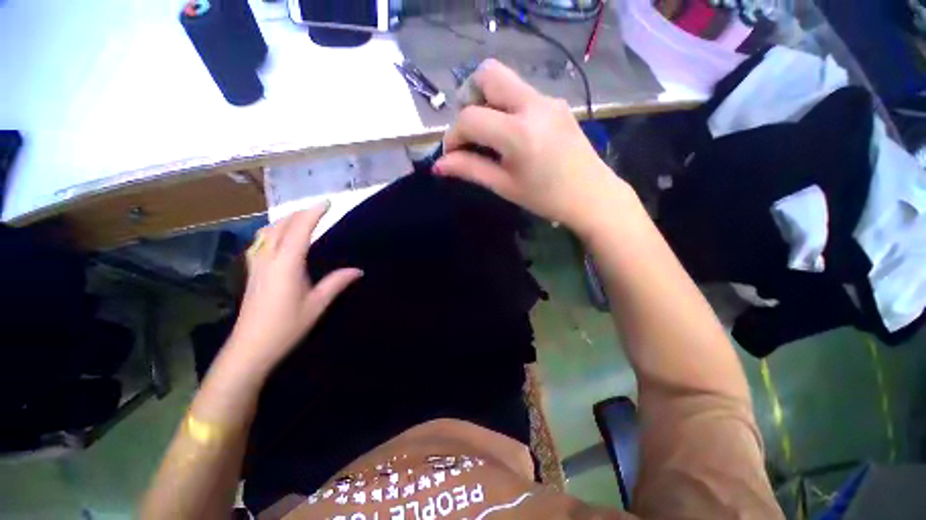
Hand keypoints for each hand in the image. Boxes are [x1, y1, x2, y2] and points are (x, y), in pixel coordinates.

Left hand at [225, 204, 362, 376]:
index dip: (313, 214)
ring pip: (267, 232)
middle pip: (281, 226)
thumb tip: (358, 270)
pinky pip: (260, 242)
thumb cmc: (287, 326)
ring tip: (300, 218)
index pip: (300, 230)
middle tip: (318, 209)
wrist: (251, 347)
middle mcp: (268, 258)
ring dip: (284, 220)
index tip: (327, 203)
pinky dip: (272, 231)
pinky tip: (278, 237)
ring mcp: (257, 265)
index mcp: (286, 264)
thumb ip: (337, 282)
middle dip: (299, 214)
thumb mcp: (317, 304)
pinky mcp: (252, 272)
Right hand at [434, 59, 627, 235]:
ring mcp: (548, 99)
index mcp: (518, 133)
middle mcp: (533, 104)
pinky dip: (505, 107)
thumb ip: (470, 170)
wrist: (591, 195)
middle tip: (470, 131)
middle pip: (487, 74)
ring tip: (489, 135)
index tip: (451, 154)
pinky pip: (521, 92)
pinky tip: (511, 134)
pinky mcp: (556, 102)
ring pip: (505, 80)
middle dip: (469, 99)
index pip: (470, 118)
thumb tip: (439, 165)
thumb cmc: (546, 198)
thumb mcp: (504, 186)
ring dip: (487, 102)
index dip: (453, 135)